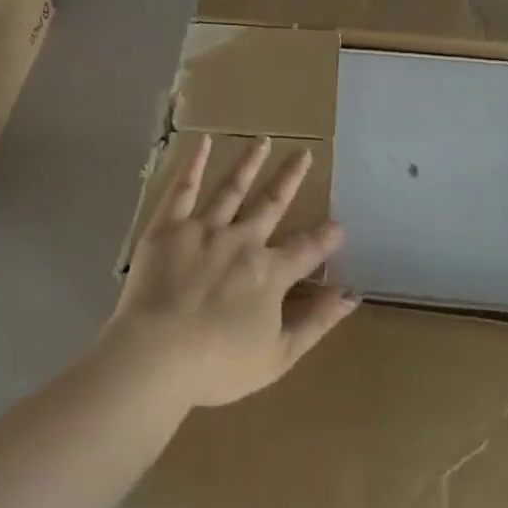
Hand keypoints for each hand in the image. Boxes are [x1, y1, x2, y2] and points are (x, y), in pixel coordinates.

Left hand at [102, 135, 353, 407]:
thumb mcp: (278, 355)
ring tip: (263, 142)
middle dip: (290, 179)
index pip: (306, 249)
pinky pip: (182, 190)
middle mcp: (242, 241)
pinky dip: (193, 165)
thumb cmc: (218, 365)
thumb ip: (316, 322)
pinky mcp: (168, 228)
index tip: (338, 225)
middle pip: (272, 204)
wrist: (156, 356)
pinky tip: (202, 142)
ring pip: (231, 188)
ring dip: (249, 164)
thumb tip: (351, 295)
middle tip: (304, 154)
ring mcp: (203, 229)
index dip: (325, 238)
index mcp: (269, 272)